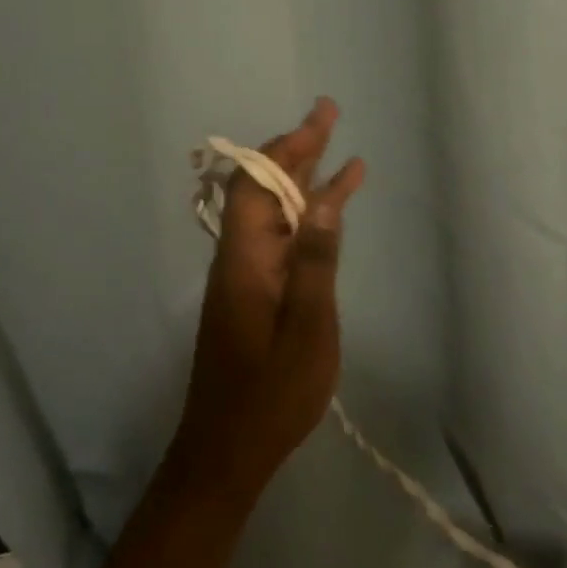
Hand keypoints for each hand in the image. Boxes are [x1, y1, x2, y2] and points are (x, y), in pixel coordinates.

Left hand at [170, 98, 364, 500]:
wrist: (229, 451)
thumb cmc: (272, 394)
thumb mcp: (307, 328)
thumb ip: (317, 262)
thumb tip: (325, 199)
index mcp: (246, 259)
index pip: (258, 184)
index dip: (286, 147)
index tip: (320, 120)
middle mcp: (240, 257)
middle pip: (264, 189)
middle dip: (296, 149)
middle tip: (329, 116)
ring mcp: (247, 276)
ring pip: (275, 213)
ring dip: (303, 178)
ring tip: (337, 149)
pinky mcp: (255, 295)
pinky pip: (283, 240)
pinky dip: (308, 217)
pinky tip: (331, 210)